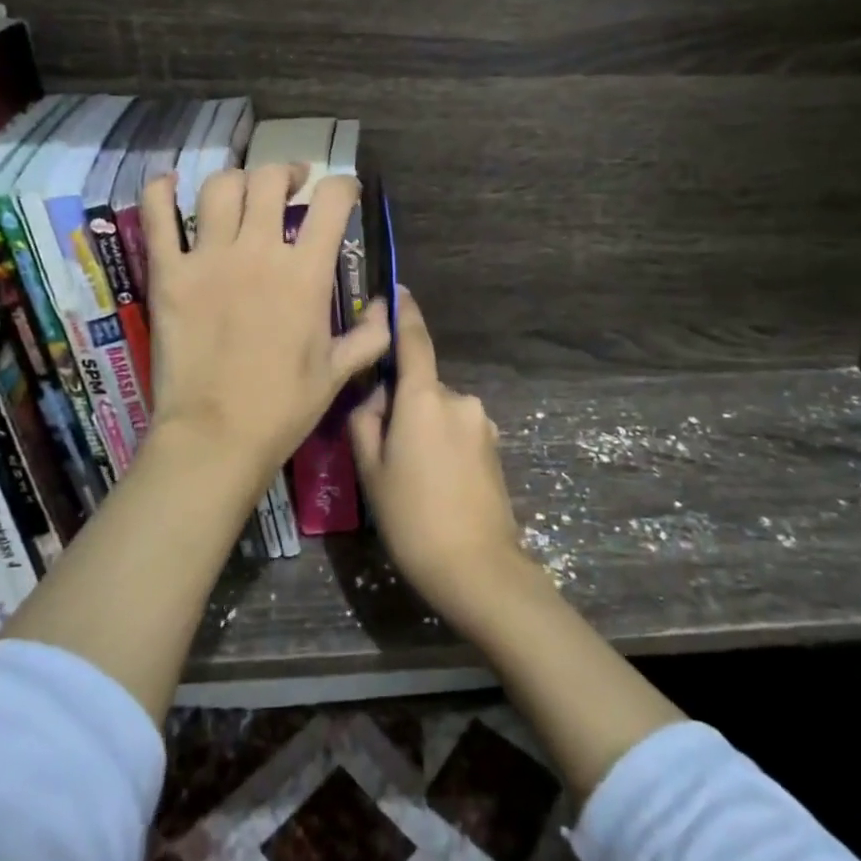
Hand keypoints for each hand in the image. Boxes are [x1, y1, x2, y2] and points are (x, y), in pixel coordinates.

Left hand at [142, 164, 390, 488]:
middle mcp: (258, 252)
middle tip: (291, 185)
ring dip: (237, 180)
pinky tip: (167, 184)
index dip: (343, 187)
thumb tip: (390, 307)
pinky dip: (160, 192)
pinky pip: (157, 217)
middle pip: (270, 181)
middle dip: (287, 173)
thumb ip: (369, 336)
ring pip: (220, 188)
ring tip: (243, 192)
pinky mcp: (168, 274)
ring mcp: (208, 259)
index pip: (331, 202)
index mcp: (305, 274)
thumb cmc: (283, 408)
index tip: (344, 192)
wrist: (217, 436)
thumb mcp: (337, 373)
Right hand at [348, 289, 531, 621]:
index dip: (404, 313)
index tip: (397, 292)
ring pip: (438, 410)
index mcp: (424, 399)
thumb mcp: (371, 471)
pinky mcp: (493, 446)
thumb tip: (376, 398)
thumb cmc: (412, 518)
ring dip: (421, 425)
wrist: (478, 568)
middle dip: (399, 401)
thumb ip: (366, 421)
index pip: (414, 341)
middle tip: (379, 446)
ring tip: (408, 475)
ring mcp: (481, 423)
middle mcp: (458, 399)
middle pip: (420, 385)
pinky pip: (457, 429)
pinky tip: (433, 483)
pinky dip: (440, 441)